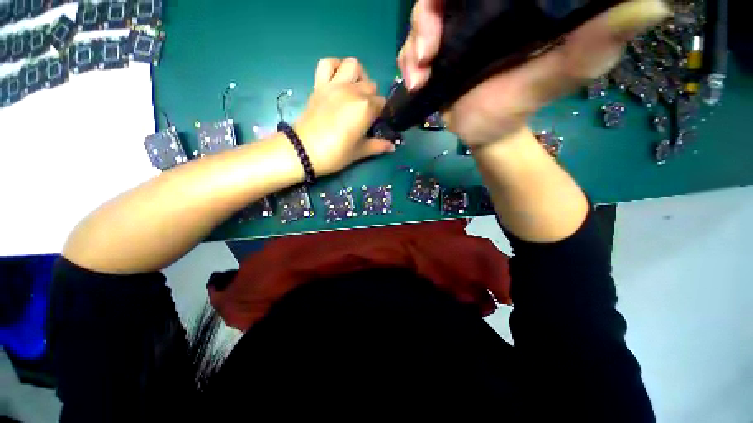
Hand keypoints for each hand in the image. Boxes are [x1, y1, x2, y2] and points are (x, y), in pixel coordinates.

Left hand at [294, 58, 394, 176]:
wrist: (304, 151)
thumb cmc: (336, 154)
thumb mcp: (360, 152)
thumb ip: (378, 146)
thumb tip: (393, 147)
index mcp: (366, 108)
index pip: (383, 104)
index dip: (381, 114)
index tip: (376, 124)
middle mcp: (353, 91)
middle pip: (371, 86)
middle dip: (372, 98)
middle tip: (365, 114)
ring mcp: (335, 85)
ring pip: (353, 65)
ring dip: (358, 76)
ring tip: (355, 91)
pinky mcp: (319, 84)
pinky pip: (327, 63)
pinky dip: (334, 66)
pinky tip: (338, 79)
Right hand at [398, 0, 670, 147]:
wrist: (485, 133)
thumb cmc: (517, 108)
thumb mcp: (557, 77)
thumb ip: (592, 45)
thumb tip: (652, 5)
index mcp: (513, 4)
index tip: (454, 1)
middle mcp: (479, 10)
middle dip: (427, 14)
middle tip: (427, 50)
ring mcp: (454, 31)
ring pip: (423, 15)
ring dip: (414, 42)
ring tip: (420, 72)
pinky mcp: (437, 53)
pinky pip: (412, 46)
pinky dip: (407, 60)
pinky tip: (415, 80)